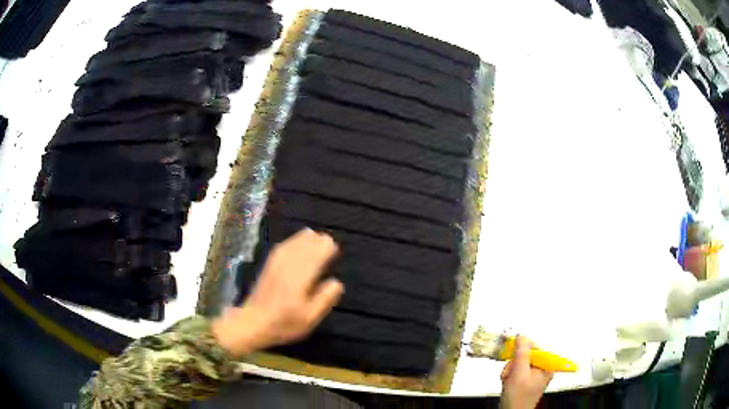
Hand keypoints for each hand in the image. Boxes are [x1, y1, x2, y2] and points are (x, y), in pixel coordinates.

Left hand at [212, 229, 343, 356]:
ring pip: (295, 242)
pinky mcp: (269, 264)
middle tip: (329, 245)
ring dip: (307, 239)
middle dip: (319, 242)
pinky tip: (297, 242)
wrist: (253, 322)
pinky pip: (284, 245)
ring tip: (317, 238)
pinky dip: (294, 241)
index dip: (328, 249)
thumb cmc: (284, 323)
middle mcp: (289, 265)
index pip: (317, 254)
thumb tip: (337, 282)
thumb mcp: (310, 318)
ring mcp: (277, 262)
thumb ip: (325, 299)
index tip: (335, 250)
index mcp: (301, 277)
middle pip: (307, 244)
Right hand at [500, 336, 552, 408]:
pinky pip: (516, 369)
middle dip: (514, 363)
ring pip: (519, 361)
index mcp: (547, 365)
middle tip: (511, 372)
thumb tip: (522, 336)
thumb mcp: (519, 373)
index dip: (523, 348)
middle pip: (526, 354)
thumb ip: (521, 354)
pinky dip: (509, 374)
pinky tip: (508, 381)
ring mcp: (534, 373)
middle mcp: (542, 368)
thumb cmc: (519, 399)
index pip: (536, 347)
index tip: (513, 348)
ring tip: (509, 379)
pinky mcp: (526, 378)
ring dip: (510, 369)